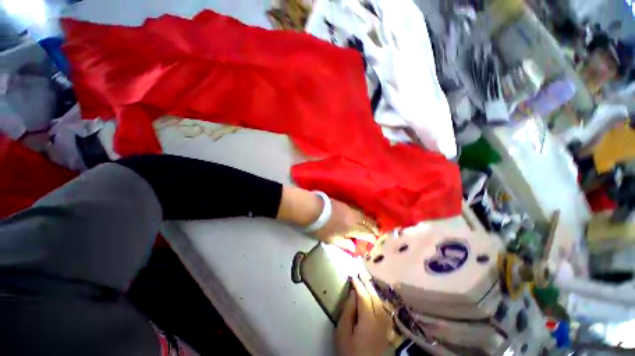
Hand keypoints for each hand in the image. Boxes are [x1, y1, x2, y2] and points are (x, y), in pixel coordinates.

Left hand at [312, 198, 378, 251]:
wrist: (313, 209)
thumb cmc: (322, 228)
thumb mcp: (332, 239)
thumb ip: (344, 243)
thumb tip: (353, 247)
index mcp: (353, 228)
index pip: (367, 233)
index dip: (371, 238)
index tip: (374, 240)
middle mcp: (354, 217)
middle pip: (368, 222)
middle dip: (374, 227)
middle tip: (377, 231)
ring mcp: (349, 208)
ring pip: (363, 214)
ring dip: (369, 219)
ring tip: (371, 222)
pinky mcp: (344, 203)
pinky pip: (357, 208)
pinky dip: (361, 213)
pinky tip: (360, 214)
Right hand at [336, 274, 391, 355]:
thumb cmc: (349, 352)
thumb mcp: (343, 333)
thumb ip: (348, 312)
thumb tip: (353, 293)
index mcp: (368, 321)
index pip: (364, 297)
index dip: (358, 284)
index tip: (352, 274)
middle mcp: (380, 320)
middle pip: (374, 297)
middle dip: (367, 283)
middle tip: (361, 270)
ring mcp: (385, 325)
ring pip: (381, 302)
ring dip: (373, 289)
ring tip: (367, 279)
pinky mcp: (387, 329)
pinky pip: (384, 308)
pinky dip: (379, 298)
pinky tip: (376, 294)